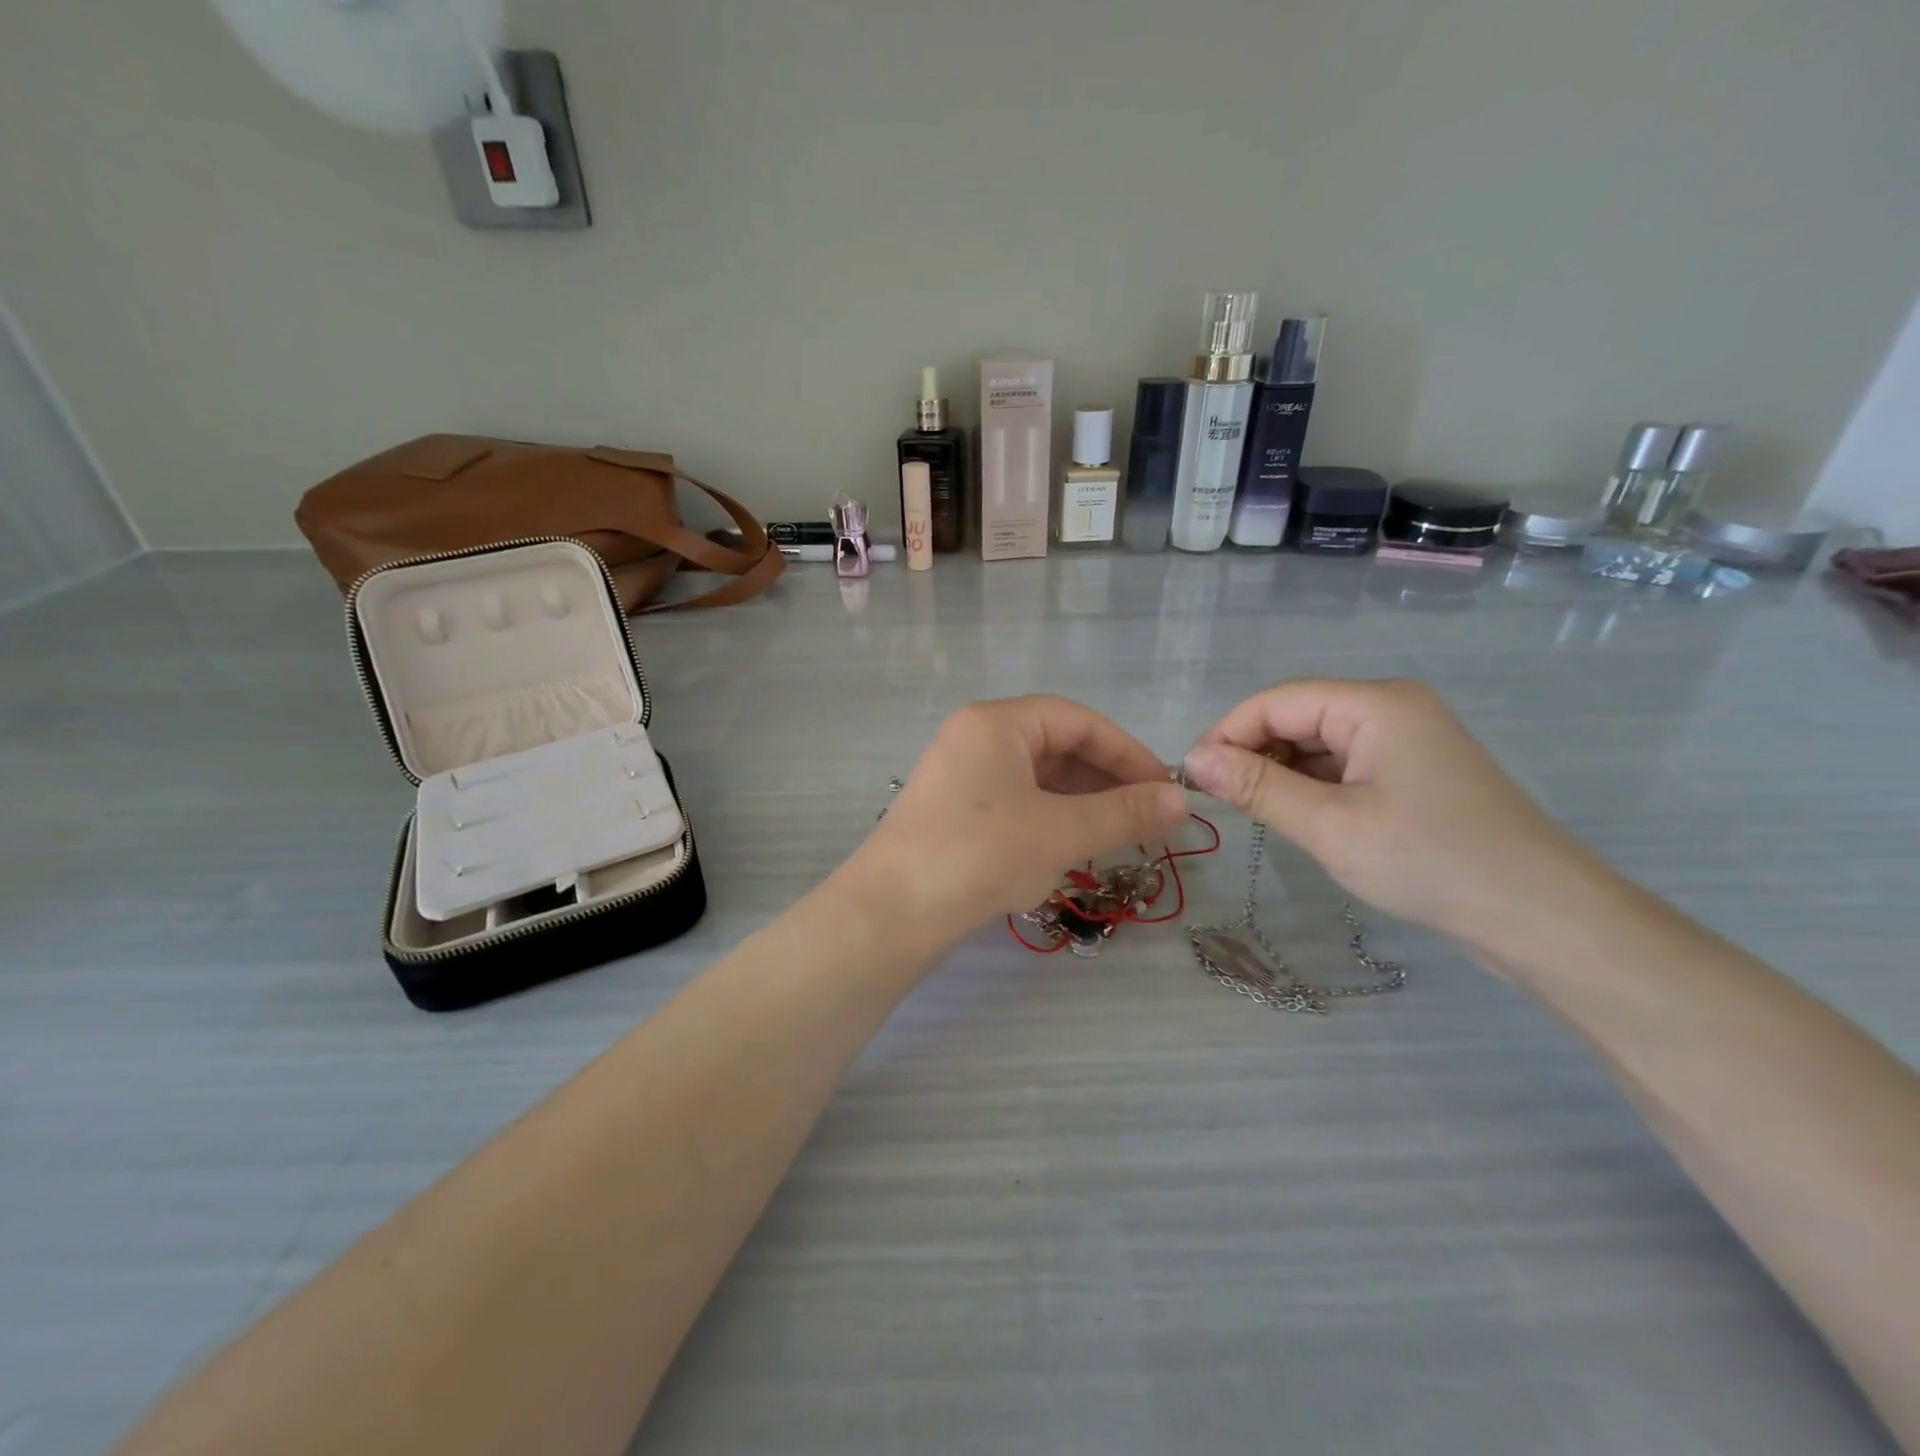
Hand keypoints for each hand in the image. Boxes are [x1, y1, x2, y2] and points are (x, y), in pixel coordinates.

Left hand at [854, 696, 1189, 937]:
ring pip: (1038, 779)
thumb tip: (1181, 800)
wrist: (890, 915)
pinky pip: (1016, 803)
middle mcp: (975, 738)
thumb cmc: (979, 856)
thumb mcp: (1060, 832)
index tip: (1165, 789)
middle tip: (1148, 819)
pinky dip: (1051, 820)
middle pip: (1057, 746)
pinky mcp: (955, 812)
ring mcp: (961, 776)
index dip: (1128, 752)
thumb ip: (1124, 813)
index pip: (1078, 721)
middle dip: (1106, 781)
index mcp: (996, 723)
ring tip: (1120, 837)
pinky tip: (1074, 849)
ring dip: (1082, 804)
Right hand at [1183, 679, 1594, 944]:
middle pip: (1297, 717)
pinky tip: (1299, 817)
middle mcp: (1391, 708)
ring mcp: (1408, 741)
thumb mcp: (1329, 825)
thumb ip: (1257, 787)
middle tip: (1220, 801)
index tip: (1191, 777)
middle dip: (1253, 753)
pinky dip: (1313, 787)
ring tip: (1255, 813)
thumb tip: (1193, 759)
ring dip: (1282, 773)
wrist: (1542, 917)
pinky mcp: (1416, 774)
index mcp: (1374, 704)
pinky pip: (1345, 766)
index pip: (1276, 701)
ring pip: (1319, 744)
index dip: (1227, 733)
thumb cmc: (1429, 861)